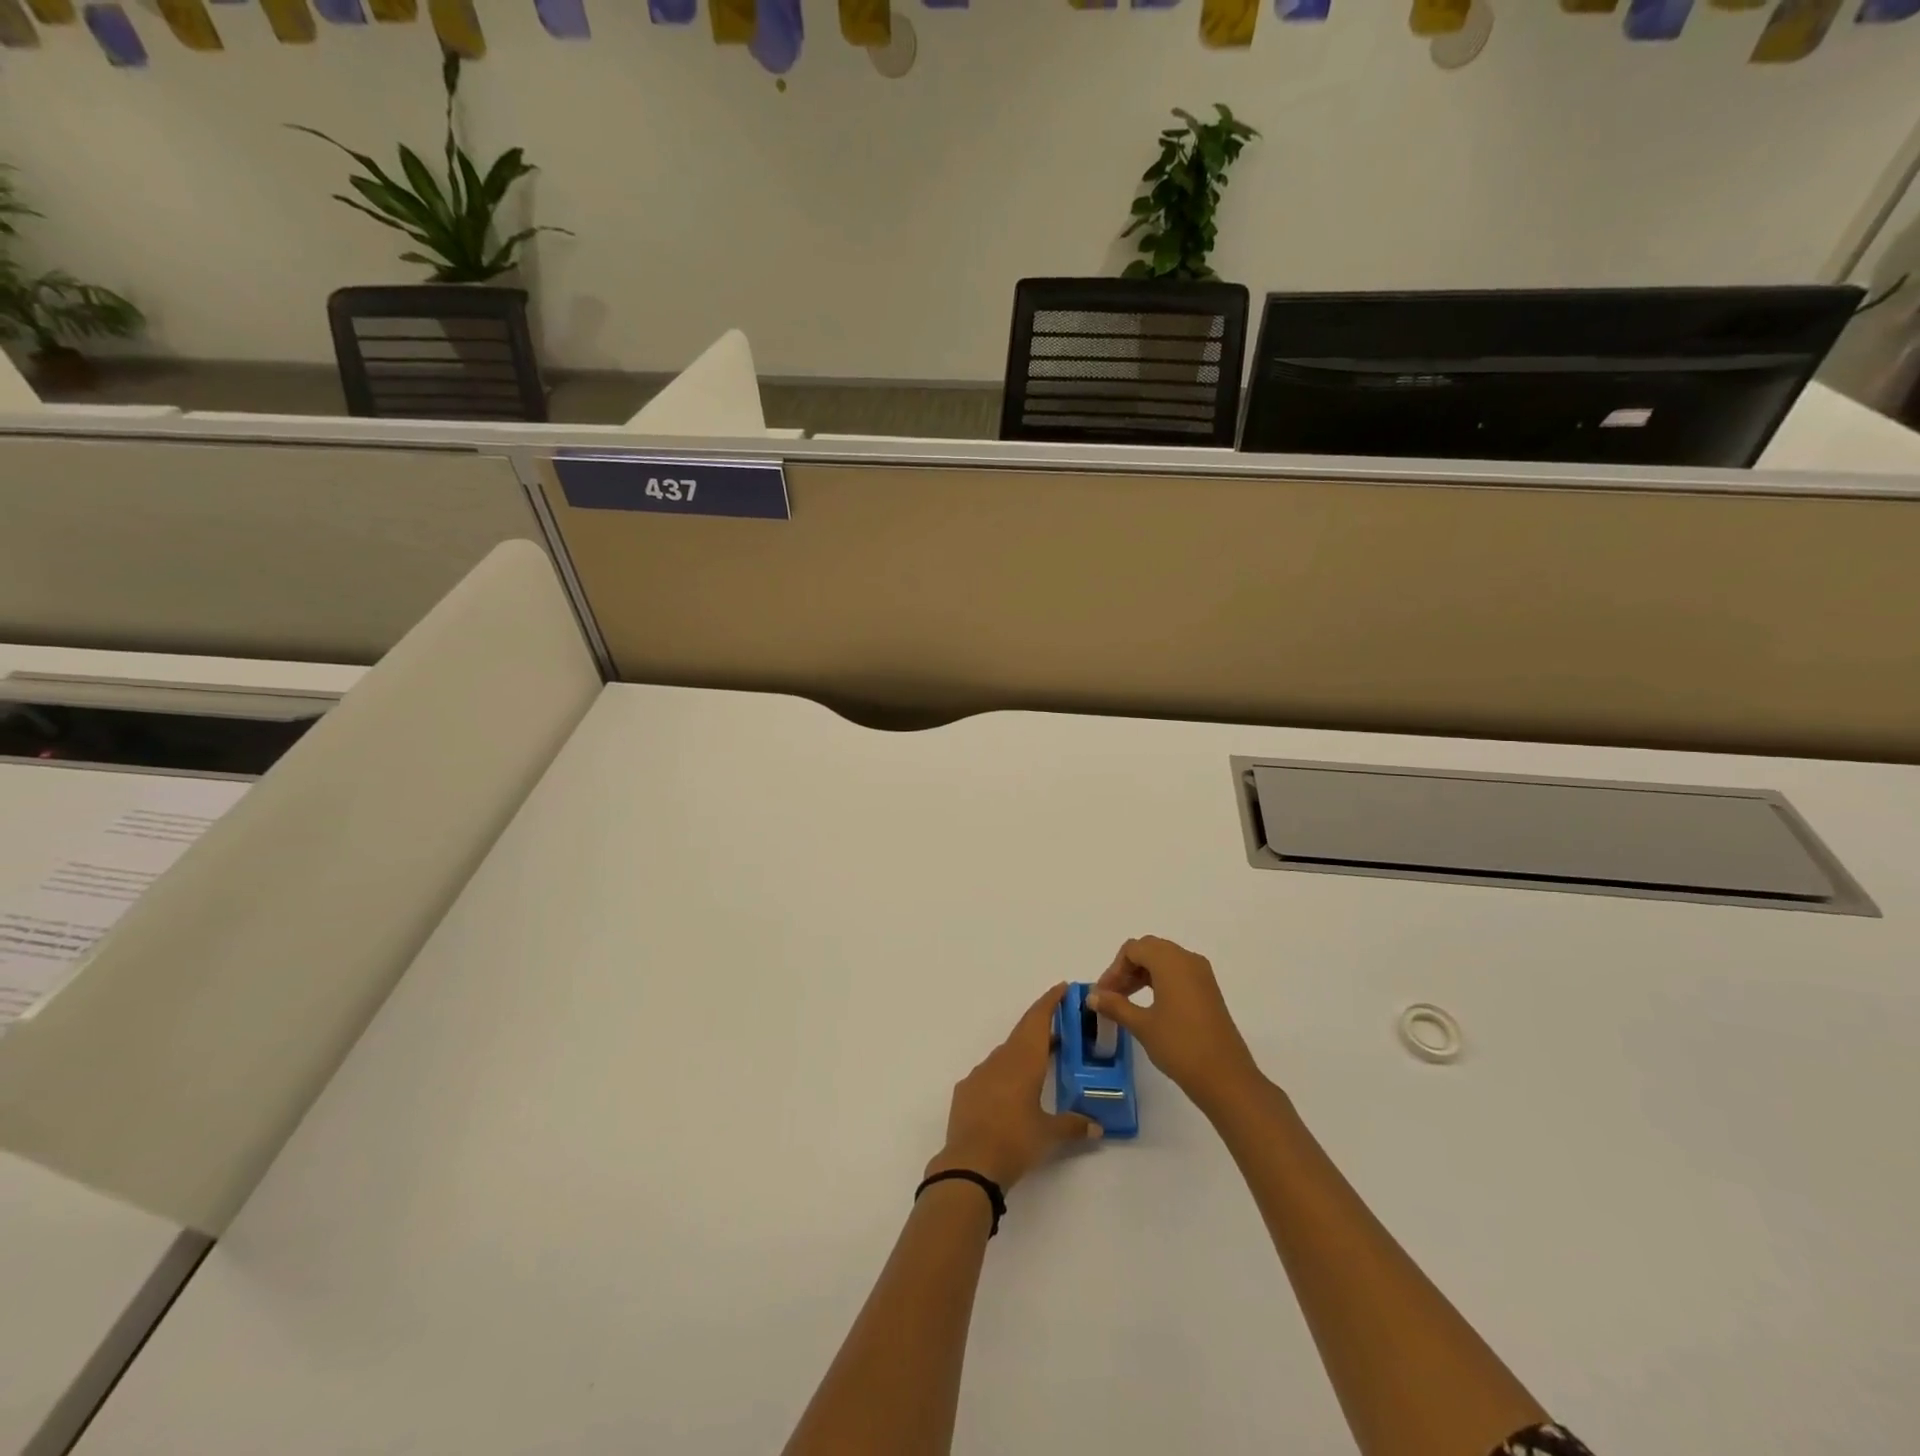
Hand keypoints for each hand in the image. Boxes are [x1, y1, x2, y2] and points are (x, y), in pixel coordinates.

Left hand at [927, 983, 1102, 1190]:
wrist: (969, 1163)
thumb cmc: (1015, 1141)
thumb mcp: (1049, 1134)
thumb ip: (1074, 1125)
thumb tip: (1097, 1126)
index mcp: (1024, 1060)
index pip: (1038, 1019)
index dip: (1051, 1001)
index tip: (1063, 988)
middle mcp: (1001, 1059)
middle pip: (1024, 1032)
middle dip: (1042, 1025)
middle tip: (1062, 1026)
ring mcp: (980, 1073)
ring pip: (1007, 1052)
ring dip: (1024, 1051)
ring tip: (1042, 1061)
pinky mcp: (966, 1090)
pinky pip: (990, 1072)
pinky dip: (1005, 1072)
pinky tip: (1012, 1091)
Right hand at [1088, 936, 1264, 1113]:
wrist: (1226, 1077)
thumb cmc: (1180, 1046)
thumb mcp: (1142, 1025)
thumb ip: (1115, 1005)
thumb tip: (1092, 996)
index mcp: (1171, 961)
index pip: (1133, 949)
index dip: (1114, 969)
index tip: (1103, 994)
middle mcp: (1188, 960)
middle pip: (1149, 950)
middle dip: (1127, 968)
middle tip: (1112, 994)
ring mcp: (1202, 975)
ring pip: (1164, 960)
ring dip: (1142, 974)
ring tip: (1127, 1001)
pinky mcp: (1209, 991)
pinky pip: (1178, 973)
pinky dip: (1159, 981)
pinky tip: (1150, 1005)